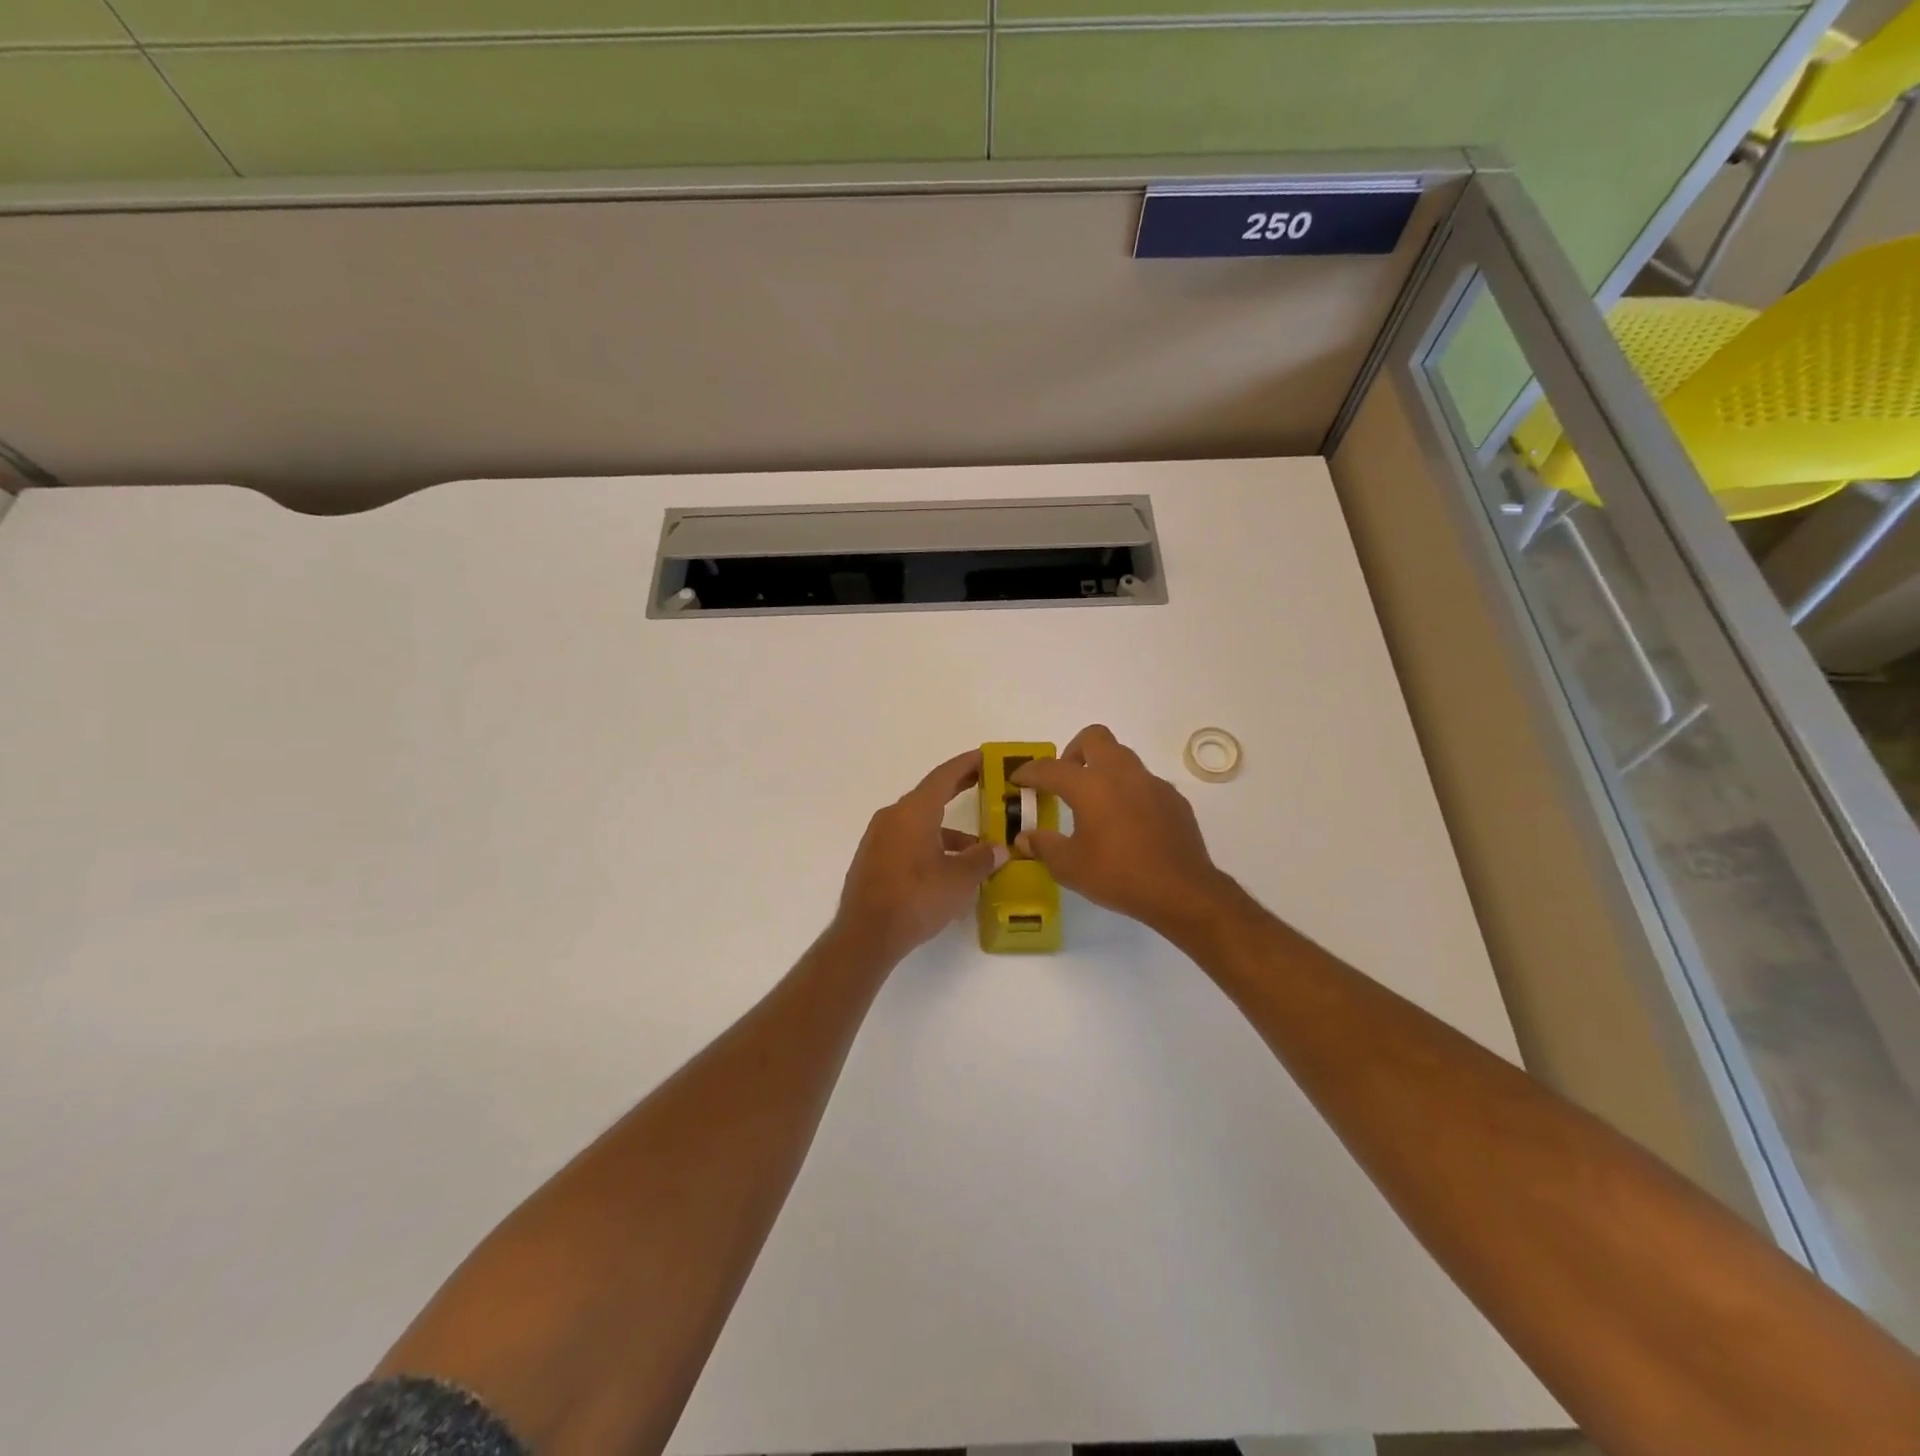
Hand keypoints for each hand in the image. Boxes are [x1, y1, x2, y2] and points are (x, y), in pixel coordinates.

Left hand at [834, 750, 1008, 966]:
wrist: (866, 935)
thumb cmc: (916, 899)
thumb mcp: (958, 880)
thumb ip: (981, 860)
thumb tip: (1000, 849)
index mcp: (913, 812)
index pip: (943, 776)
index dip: (966, 764)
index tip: (985, 756)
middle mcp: (893, 817)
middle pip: (930, 795)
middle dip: (958, 789)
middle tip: (985, 783)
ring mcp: (879, 838)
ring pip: (920, 822)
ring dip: (947, 828)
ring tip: (977, 846)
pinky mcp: (873, 859)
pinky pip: (907, 839)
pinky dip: (930, 844)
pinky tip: (948, 868)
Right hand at [1011, 725, 1237, 937]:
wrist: (1182, 891)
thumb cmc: (1119, 876)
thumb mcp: (1070, 867)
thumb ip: (1044, 847)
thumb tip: (1025, 838)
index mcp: (1090, 786)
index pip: (1050, 768)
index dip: (1029, 772)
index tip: (1018, 780)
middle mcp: (1121, 774)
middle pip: (1094, 738)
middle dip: (1073, 751)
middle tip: (1065, 780)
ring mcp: (1151, 783)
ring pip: (1122, 757)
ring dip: (1103, 769)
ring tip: (1095, 802)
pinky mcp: (1173, 798)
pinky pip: (1144, 782)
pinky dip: (1128, 791)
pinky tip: (1127, 823)